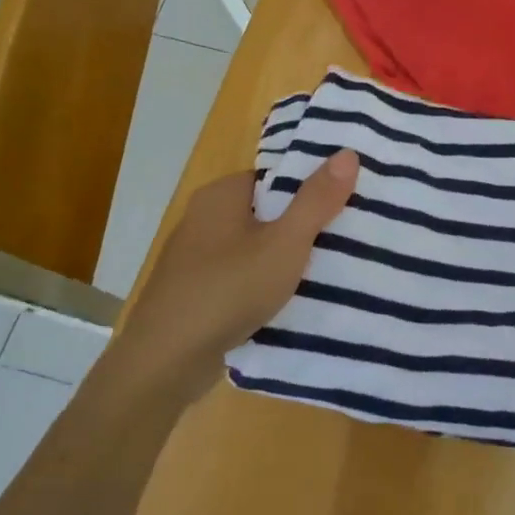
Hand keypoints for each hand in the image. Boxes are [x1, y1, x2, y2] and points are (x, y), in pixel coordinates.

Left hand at [111, 150, 358, 402]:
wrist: (165, 362)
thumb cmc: (228, 290)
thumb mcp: (285, 243)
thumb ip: (316, 200)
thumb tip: (348, 152)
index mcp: (221, 195)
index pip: (275, 177)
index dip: (312, 187)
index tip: (348, 203)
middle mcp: (203, 218)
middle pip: (266, 212)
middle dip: (304, 225)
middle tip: (348, 239)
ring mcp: (195, 258)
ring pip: (254, 247)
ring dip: (285, 259)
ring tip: (331, 271)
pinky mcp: (195, 292)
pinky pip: (241, 276)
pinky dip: (264, 284)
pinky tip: (290, 300)